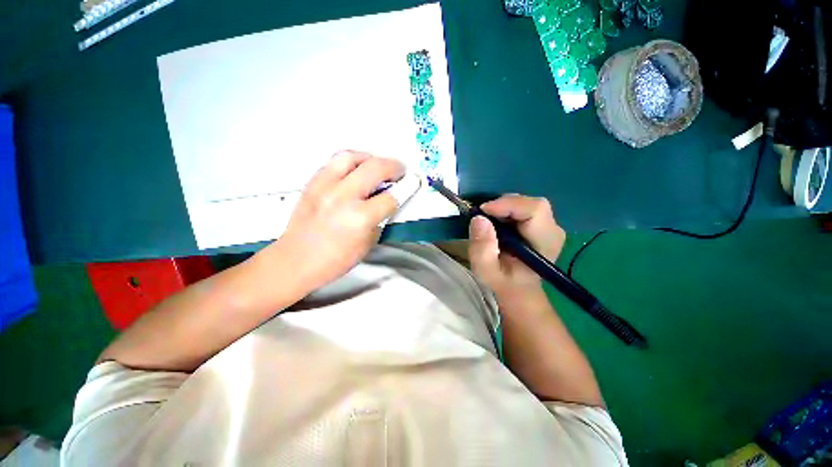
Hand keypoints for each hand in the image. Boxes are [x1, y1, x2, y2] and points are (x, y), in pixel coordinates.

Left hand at [265, 151, 404, 291]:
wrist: (295, 260)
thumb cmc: (335, 259)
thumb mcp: (367, 243)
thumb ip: (380, 218)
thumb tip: (388, 200)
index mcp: (359, 218)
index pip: (391, 197)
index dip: (406, 190)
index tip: (413, 183)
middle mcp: (343, 197)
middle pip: (375, 168)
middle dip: (394, 167)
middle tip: (400, 171)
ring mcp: (324, 186)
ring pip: (352, 156)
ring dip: (370, 158)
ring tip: (377, 166)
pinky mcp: (312, 183)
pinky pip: (334, 162)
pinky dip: (351, 162)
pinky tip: (356, 171)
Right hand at [468, 195, 565, 296]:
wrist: (517, 287)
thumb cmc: (503, 281)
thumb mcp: (486, 271)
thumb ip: (482, 249)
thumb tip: (479, 219)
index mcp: (545, 243)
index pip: (535, 210)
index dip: (508, 205)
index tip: (483, 211)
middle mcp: (553, 230)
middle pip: (530, 203)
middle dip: (503, 206)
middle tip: (483, 217)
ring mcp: (548, 225)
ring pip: (526, 203)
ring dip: (503, 208)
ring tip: (489, 223)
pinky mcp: (541, 222)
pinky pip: (523, 207)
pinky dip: (506, 210)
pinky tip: (497, 223)